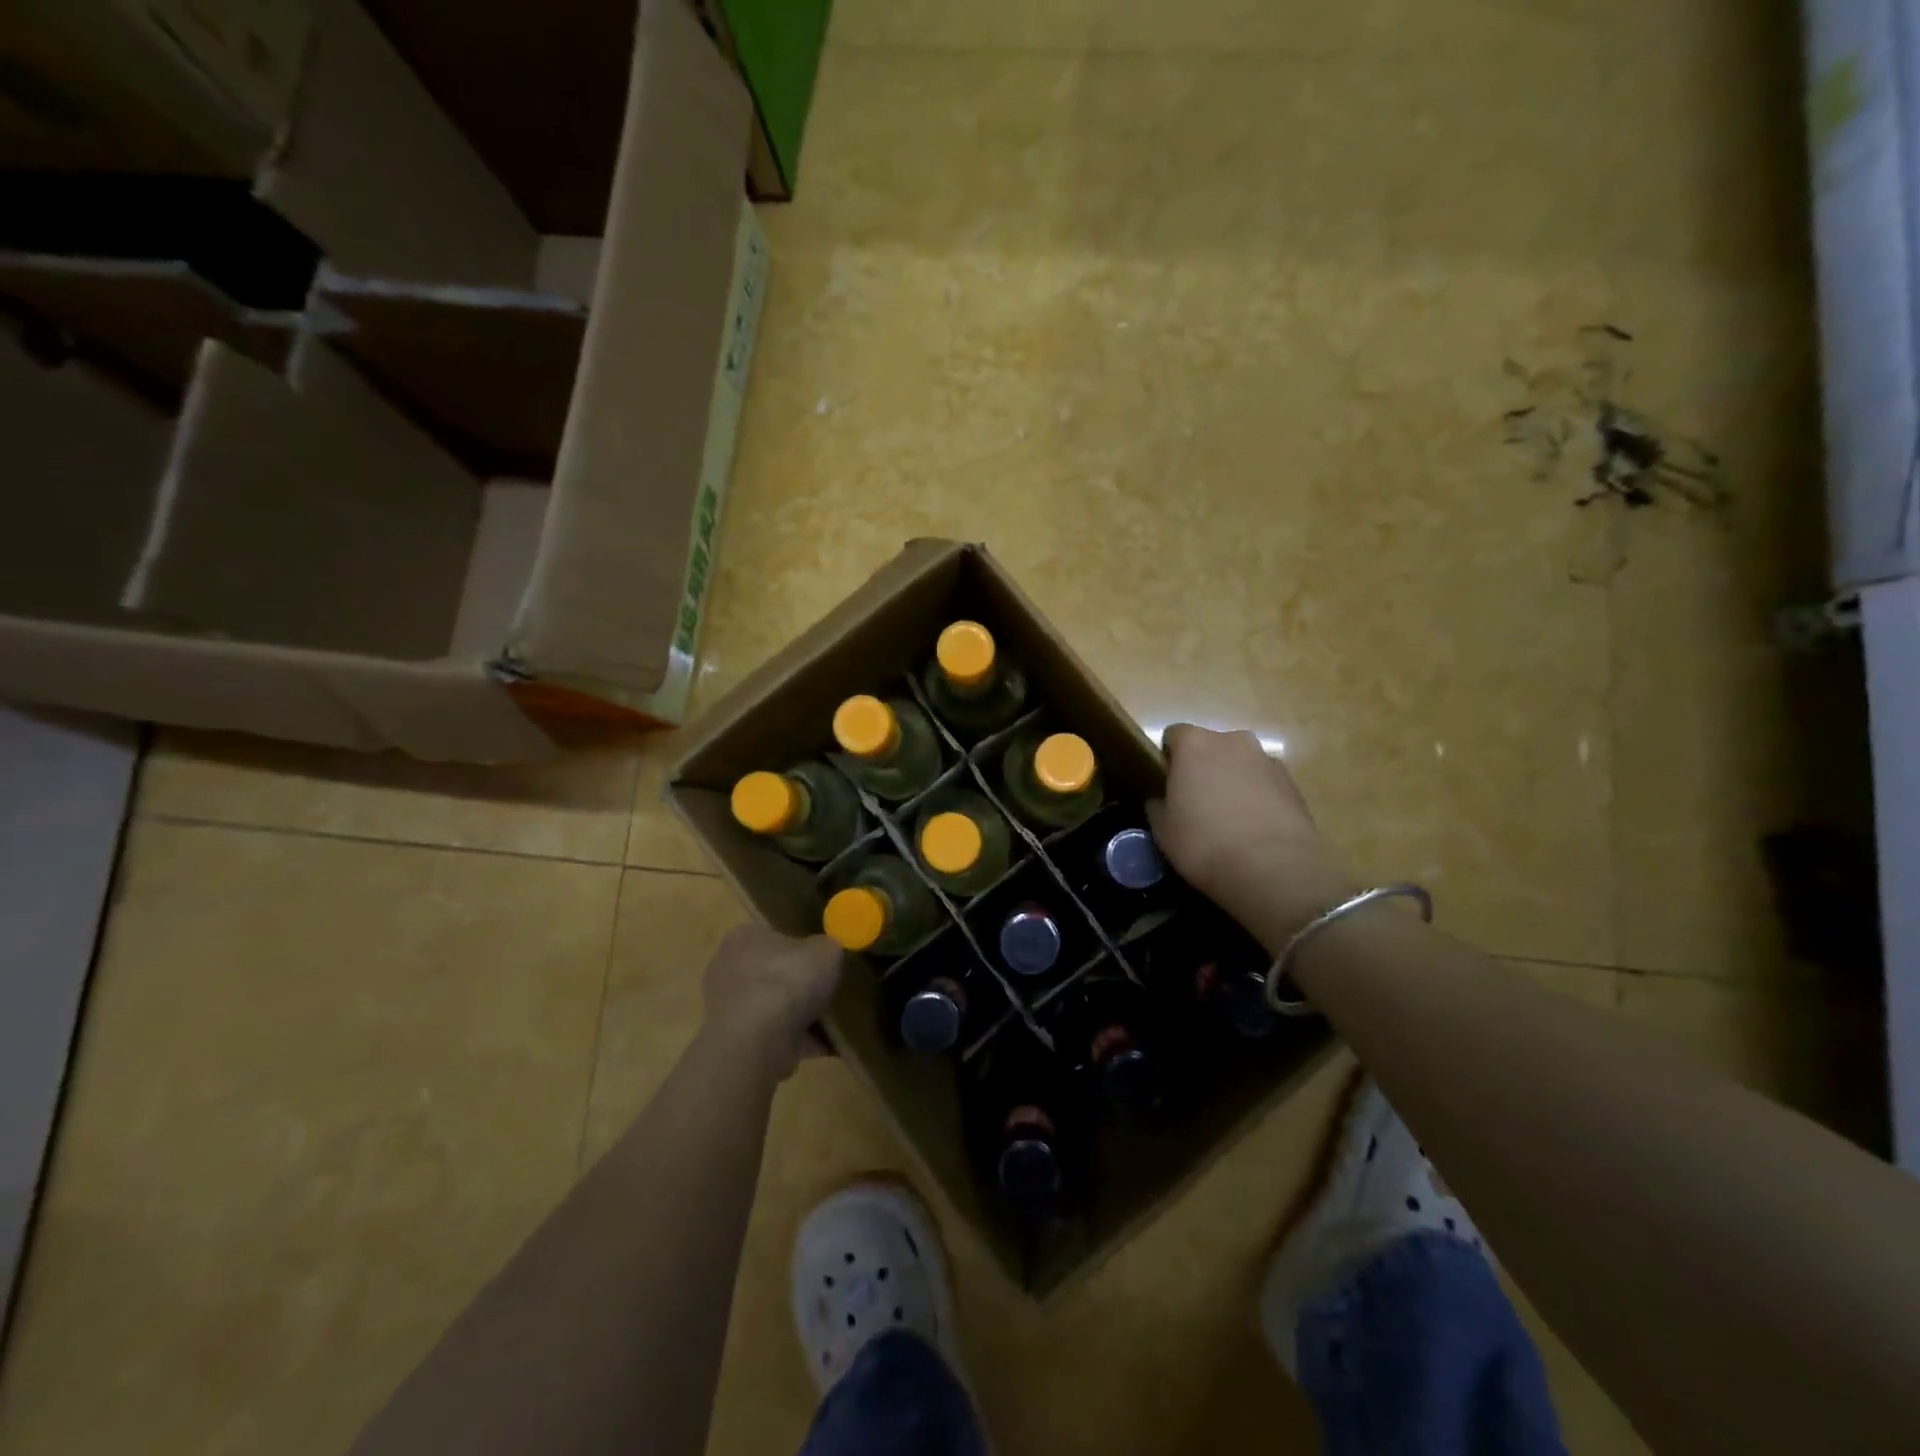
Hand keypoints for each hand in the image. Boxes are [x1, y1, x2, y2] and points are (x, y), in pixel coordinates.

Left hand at [700, 924, 842, 1079]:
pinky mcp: (734, 1040)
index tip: (822, 960)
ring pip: (770, 1005)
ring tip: (828, 1021)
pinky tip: (822, 1045)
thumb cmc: (788, 980)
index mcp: (745, 935)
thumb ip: (828, 947)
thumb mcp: (827, 950)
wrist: (758, 1040)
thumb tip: (827, 953)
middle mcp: (727, 966)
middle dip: (796, 982)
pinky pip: (771, 1035)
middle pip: (771, 971)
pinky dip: (795, 1040)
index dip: (801, 945)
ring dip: (795, 1014)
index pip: (774, 934)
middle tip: (826, 990)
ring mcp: (726, 1006)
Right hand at [1148, 725, 1356, 942]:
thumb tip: (1161, 800)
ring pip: (1241, 764)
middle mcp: (1233, 740)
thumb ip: (1158, 805)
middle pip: (1211, 747)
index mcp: (1194, 744)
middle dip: (1203, 768)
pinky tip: (1254, 829)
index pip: (1173, 736)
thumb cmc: (1204, 843)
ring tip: (1230, 820)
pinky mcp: (1293, 784)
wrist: (1272, 869)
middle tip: (1197, 803)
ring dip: (1233, 780)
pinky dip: (1258, 797)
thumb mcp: (1162, 829)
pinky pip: (1265, 783)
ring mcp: (1267, 760)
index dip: (1168, 760)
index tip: (1168, 786)